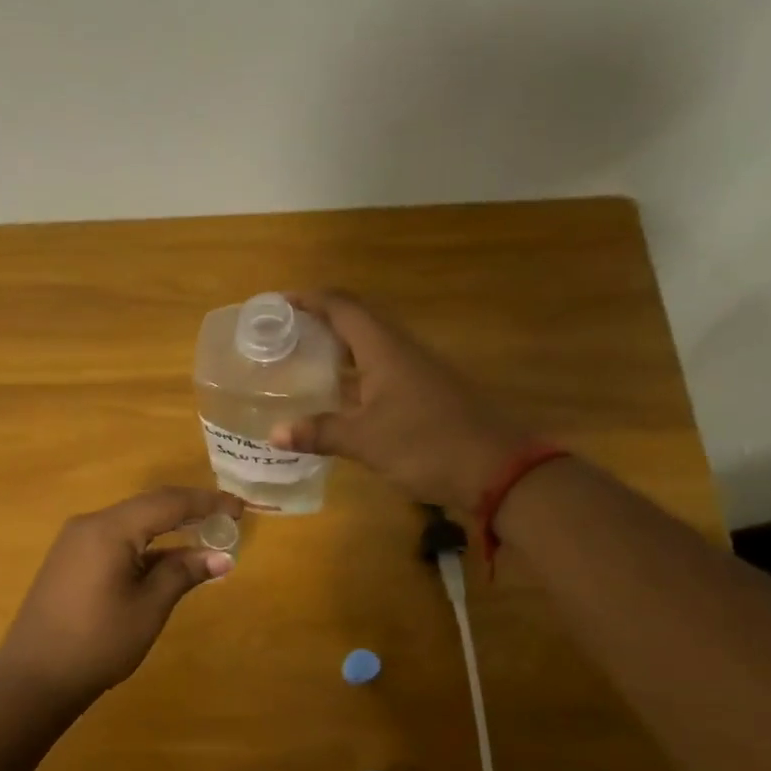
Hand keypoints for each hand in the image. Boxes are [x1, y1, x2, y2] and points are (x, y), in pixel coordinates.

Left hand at [0, 487, 242, 710]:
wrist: (33, 677)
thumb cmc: (98, 642)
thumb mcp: (148, 608)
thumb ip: (183, 574)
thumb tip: (222, 557)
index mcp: (109, 529)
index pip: (168, 502)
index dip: (207, 502)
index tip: (240, 509)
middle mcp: (89, 525)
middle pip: (148, 507)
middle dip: (189, 512)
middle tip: (227, 521)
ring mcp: (75, 542)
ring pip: (131, 524)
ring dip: (167, 531)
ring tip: (204, 541)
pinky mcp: (69, 561)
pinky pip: (114, 540)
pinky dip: (144, 546)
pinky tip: (165, 562)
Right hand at [269, 290, 535, 504]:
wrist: (496, 470)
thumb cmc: (426, 445)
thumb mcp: (365, 441)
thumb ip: (320, 432)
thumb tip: (274, 434)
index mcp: (385, 349)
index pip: (343, 307)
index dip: (310, 299)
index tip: (278, 303)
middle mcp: (401, 352)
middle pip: (356, 322)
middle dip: (319, 323)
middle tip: (282, 335)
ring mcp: (416, 373)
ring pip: (369, 349)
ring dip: (336, 350)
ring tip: (301, 362)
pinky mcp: (424, 395)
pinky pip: (380, 373)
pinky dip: (353, 376)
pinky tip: (336, 398)